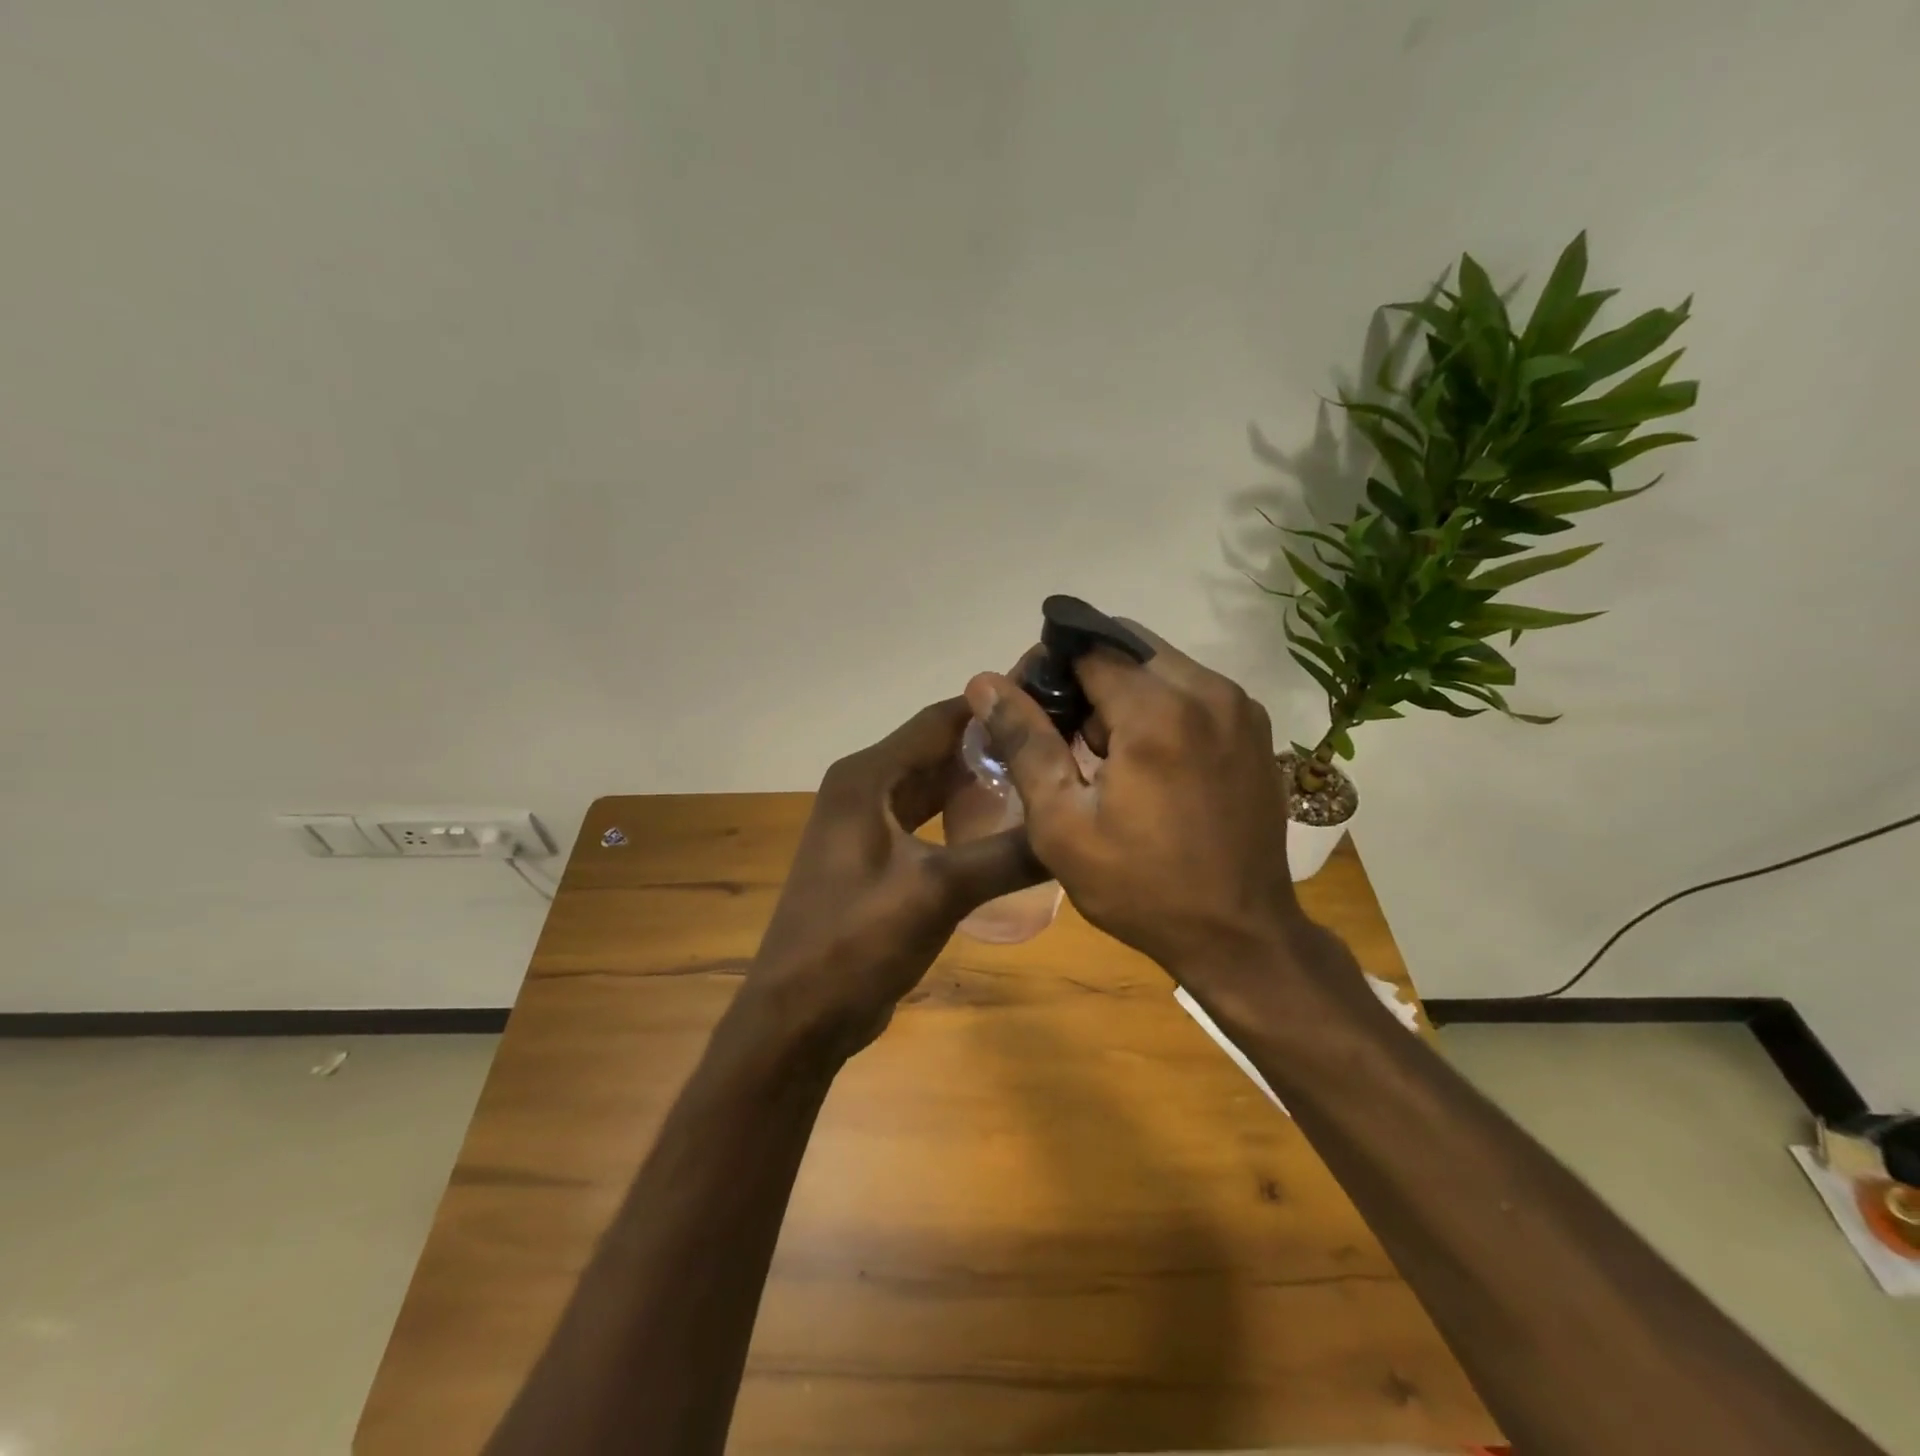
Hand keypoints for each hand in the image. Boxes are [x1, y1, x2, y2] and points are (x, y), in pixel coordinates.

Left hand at [740, 697, 1045, 1058]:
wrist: (799, 1017)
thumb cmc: (856, 943)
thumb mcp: (937, 893)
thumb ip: (1006, 855)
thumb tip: (1074, 828)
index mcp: (867, 777)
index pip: (940, 720)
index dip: (993, 707)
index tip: (1050, 701)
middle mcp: (863, 788)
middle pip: (937, 750)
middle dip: (993, 745)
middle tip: (1058, 743)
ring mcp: (866, 824)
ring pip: (933, 786)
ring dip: (978, 781)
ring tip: (1042, 778)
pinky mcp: (875, 857)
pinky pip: (926, 820)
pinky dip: (962, 816)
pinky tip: (1004, 827)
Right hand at [964, 627, 1337, 1011]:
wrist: (1241, 936)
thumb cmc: (1141, 887)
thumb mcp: (1063, 824)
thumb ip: (1024, 742)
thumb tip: (985, 683)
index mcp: (1159, 711)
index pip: (1088, 647)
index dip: (1048, 670)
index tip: (1030, 711)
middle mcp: (1209, 691)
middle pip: (1127, 648)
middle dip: (1087, 678)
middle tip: (1067, 739)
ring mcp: (1241, 708)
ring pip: (1162, 667)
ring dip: (1125, 695)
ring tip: (1107, 759)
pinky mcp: (1256, 729)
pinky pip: (1194, 692)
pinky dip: (1161, 709)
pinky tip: (1150, 765)